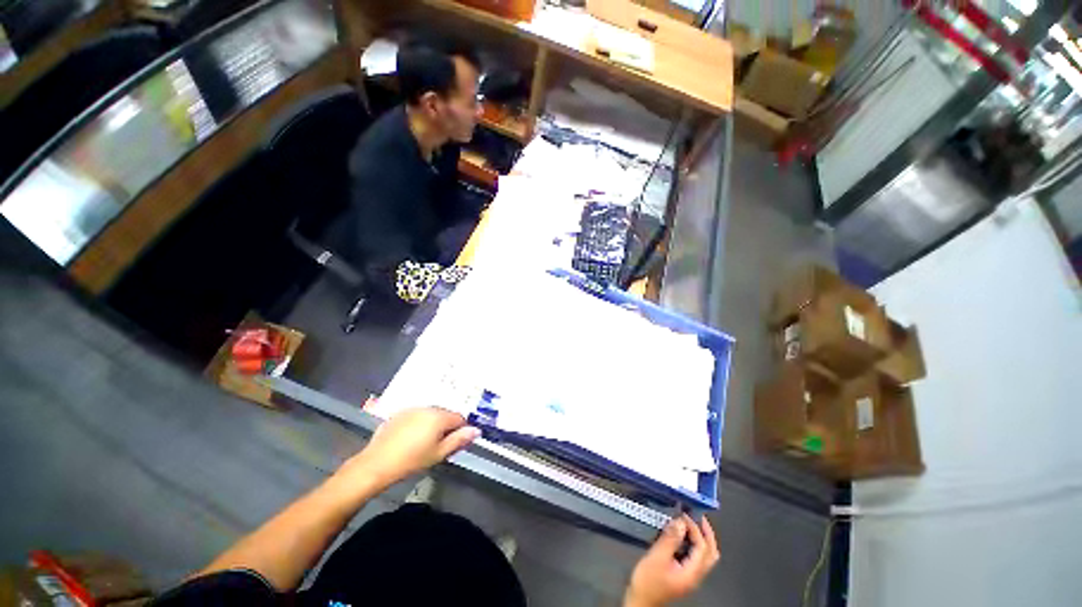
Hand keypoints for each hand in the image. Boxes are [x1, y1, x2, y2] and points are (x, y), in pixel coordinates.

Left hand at [340, 407, 479, 488]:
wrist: (376, 464)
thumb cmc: (411, 461)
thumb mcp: (438, 454)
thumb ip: (459, 440)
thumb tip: (476, 430)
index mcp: (439, 416)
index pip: (459, 418)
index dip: (460, 431)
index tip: (454, 444)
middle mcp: (427, 408)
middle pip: (445, 415)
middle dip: (446, 427)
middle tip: (438, 446)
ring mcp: (411, 409)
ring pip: (430, 414)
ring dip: (432, 425)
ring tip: (423, 443)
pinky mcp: (398, 414)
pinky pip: (416, 416)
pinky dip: (418, 424)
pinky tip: (409, 439)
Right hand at [624, 514, 719, 606]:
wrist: (640, 600)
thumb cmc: (648, 580)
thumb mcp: (657, 557)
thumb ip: (670, 539)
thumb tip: (680, 521)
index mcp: (692, 573)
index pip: (703, 547)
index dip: (696, 529)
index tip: (684, 514)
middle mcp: (696, 575)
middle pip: (710, 553)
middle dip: (706, 534)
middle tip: (698, 516)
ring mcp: (691, 577)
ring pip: (705, 556)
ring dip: (701, 538)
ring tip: (691, 523)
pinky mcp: (683, 575)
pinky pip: (696, 557)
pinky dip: (694, 544)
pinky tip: (683, 536)